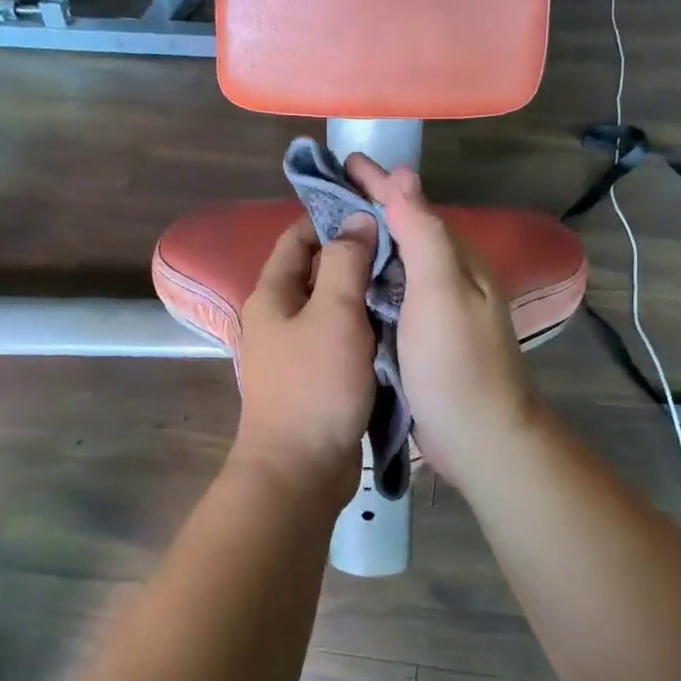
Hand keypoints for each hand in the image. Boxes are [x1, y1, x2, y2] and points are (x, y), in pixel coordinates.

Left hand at [232, 216, 376, 505]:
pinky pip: (343, 341)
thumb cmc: (315, 386)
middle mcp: (279, 319)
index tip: (373, 211)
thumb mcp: (334, 314)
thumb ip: (346, 263)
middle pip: (318, 273)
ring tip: (408, 279)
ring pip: (334, 309)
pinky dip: (366, 329)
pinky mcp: (317, 380)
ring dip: (365, 295)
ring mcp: (297, 352)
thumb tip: (358, 221)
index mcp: (272, 295)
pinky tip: (399, 324)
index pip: (297, 238)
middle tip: (402, 246)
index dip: (330, 219)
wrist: (301, 469)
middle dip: (356, 257)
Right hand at [345, 156, 539, 491]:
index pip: (412, 206)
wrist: (478, 437)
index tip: (342, 162)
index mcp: (456, 260)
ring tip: (326, 234)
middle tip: (323, 197)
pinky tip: (344, 285)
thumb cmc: (457, 363)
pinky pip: (390, 298)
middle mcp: (448, 279)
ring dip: (365, 246)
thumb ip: (424, 233)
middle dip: (368, 210)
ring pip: (395, 266)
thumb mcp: (441, 292)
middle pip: (404, 232)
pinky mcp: (420, 341)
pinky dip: (367, 283)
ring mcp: (435, 312)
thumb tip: (404, 176)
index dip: (378, 183)